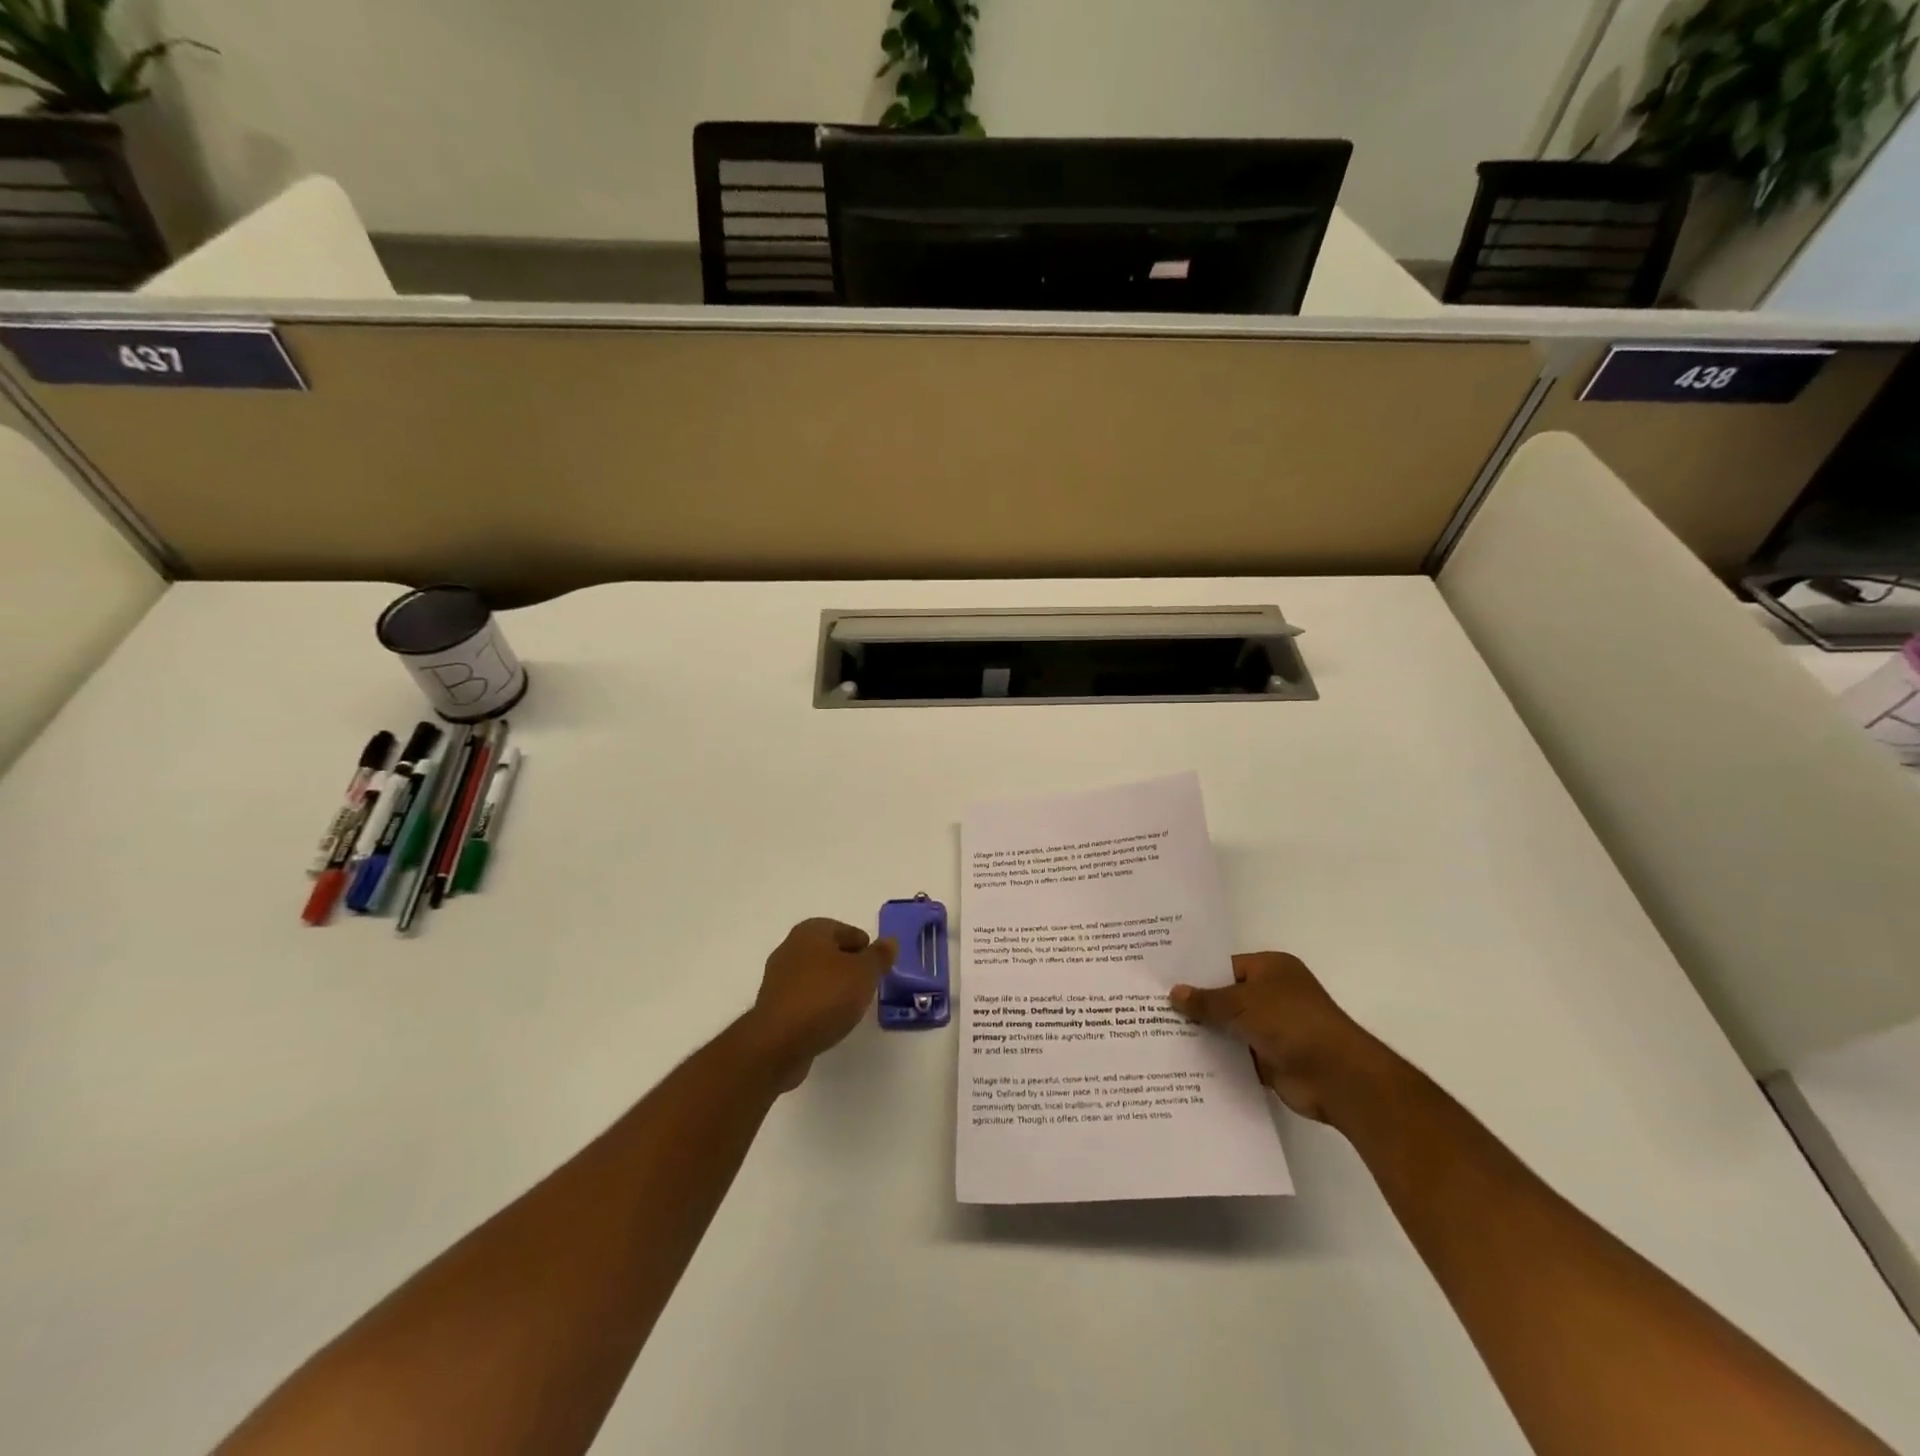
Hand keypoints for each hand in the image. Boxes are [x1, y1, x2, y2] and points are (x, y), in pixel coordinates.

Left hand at [743, 919, 897, 1090]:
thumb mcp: (864, 973)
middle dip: (849, 966)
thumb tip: (889, 941)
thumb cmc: (825, 997)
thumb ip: (879, 956)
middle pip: (829, 952)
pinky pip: (804, 998)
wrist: (778, 1042)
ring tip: (852, 1006)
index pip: (847, 930)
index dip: (865, 947)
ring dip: (833, 987)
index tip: (877, 968)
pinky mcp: (774, 1006)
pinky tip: (830, 1020)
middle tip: (868, 985)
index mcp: (811, 931)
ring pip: (816, 976)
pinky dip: (818, 1005)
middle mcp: (791, 948)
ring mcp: (778, 978)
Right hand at [1170, 952, 1381, 1122]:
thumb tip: (1174, 992)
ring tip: (1160, 1034)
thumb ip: (1207, 1000)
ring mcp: (1274, 1029)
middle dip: (1197, 1005)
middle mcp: (1273, 995)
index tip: (1162, 980)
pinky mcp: (1271, 1060)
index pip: (1225, 965)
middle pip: (1226, 997)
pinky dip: (1218, 1059)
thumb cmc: (1291, 1022)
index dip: (1196, 973)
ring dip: (1206, 1034)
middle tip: (1152, 1007)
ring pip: (1230, 1028)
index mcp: (1272, 969)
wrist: (1336, 1076)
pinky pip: (1237, 1056)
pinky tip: (1185, 1061)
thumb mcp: (1242, 1002)